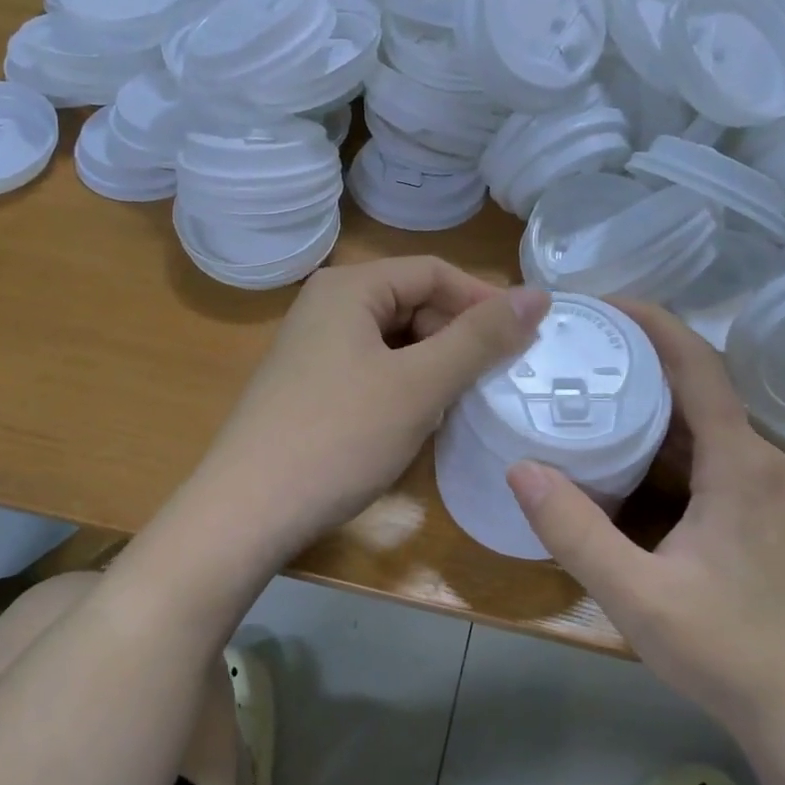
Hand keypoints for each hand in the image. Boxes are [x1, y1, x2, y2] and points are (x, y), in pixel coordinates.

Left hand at [189, 257, 547, 563]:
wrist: (246, 512)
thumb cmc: (338, 438)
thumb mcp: (419, 385)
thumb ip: (480, 338)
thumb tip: (538, 295)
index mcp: (349, 288)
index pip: (434, 272)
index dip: (485, 300)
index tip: (528, 339)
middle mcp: (327, 306)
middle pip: (413, 302)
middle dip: (459, 335)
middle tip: (498, 377)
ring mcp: (314, 348)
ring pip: (396, 340)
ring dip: (436, 363)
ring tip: (465, 399)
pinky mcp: (311, 386)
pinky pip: (374, 369)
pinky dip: (407, 385)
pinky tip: (420, 417)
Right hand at [505, 302, 784, 731]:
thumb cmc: (729, 651)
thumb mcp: (638, 595)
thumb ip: (576, 532)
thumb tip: (520, 468)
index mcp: (738, 461)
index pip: (696, 364)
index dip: (651, 322)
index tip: (597, 302)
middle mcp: (753, 459)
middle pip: (695, 382)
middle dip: (637, 353)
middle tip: (571, 342)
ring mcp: (755, 486)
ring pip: (696, 418)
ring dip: (646, 394)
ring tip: (583, 381)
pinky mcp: (748, 511)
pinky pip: (699, 450)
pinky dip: (657, 434)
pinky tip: (614, 447)